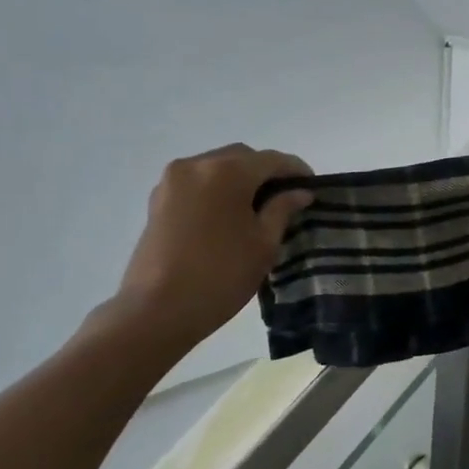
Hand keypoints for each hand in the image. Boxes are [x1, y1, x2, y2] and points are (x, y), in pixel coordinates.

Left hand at [114, 144, 313, 346]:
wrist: (156, 311)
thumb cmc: (220, 276)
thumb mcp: (263, 244)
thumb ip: (283, 210)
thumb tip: (299, 192)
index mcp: (227, 172)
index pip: (272, 160)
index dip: (296, 170)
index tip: (312, 186)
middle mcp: (197, 165)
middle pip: (242, 157)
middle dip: (265, 172)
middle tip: (284, 198)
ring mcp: (172, 181)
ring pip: (216, 167)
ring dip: (239, 179)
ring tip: (256, 208)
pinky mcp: (157, 200)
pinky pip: (196, 182)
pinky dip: (216, 189)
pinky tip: (227, 215)